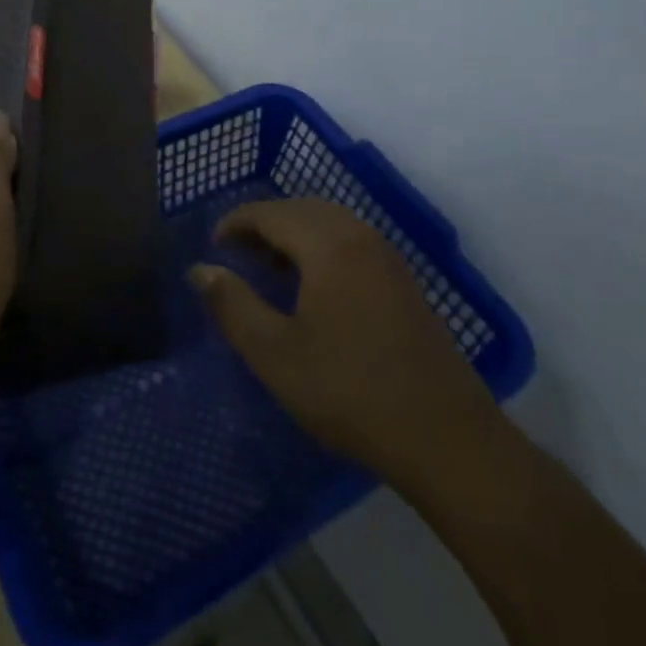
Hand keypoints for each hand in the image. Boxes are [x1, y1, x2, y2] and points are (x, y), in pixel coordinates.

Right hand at [191, 198, 501, 492]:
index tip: (213, 245)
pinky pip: (352, 242)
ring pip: (331, 223)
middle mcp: (361, 237)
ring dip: (294, 233)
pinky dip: (322, 246)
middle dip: (265, 223)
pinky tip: (314, 286)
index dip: (236, 222)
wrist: (445, 437)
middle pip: (303, 209)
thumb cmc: (349, 391)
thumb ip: (232, 305)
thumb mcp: (275, 354)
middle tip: (236, 253)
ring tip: (269, 267)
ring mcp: (389, 258)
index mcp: (328, 245)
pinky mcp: (404, 282)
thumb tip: (200, 270)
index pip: (271, 212)